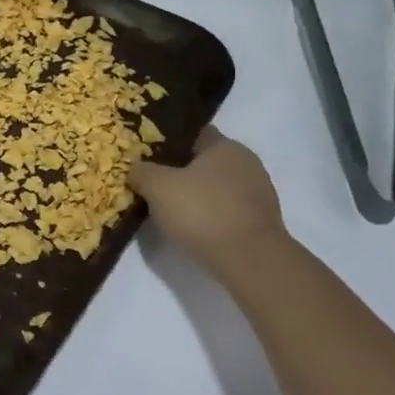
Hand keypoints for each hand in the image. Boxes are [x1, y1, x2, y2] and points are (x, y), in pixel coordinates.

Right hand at [127, 125, 286, 274]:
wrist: (249, 260)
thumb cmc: (202, 211)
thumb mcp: (156, 186)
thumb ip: (141, 171)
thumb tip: (136, 169)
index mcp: (225, 146)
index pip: (191, 134)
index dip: (165, 142)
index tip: (143, 154)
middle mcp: (246, 163)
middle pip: (203, 161)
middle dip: (178, 170)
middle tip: (150, 182)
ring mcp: (257, 193)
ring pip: (214, 187)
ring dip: (193, 195)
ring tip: (166, 208)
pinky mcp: (259, 221)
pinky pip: (224, 210)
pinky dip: (207, 215)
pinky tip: (189, 227)